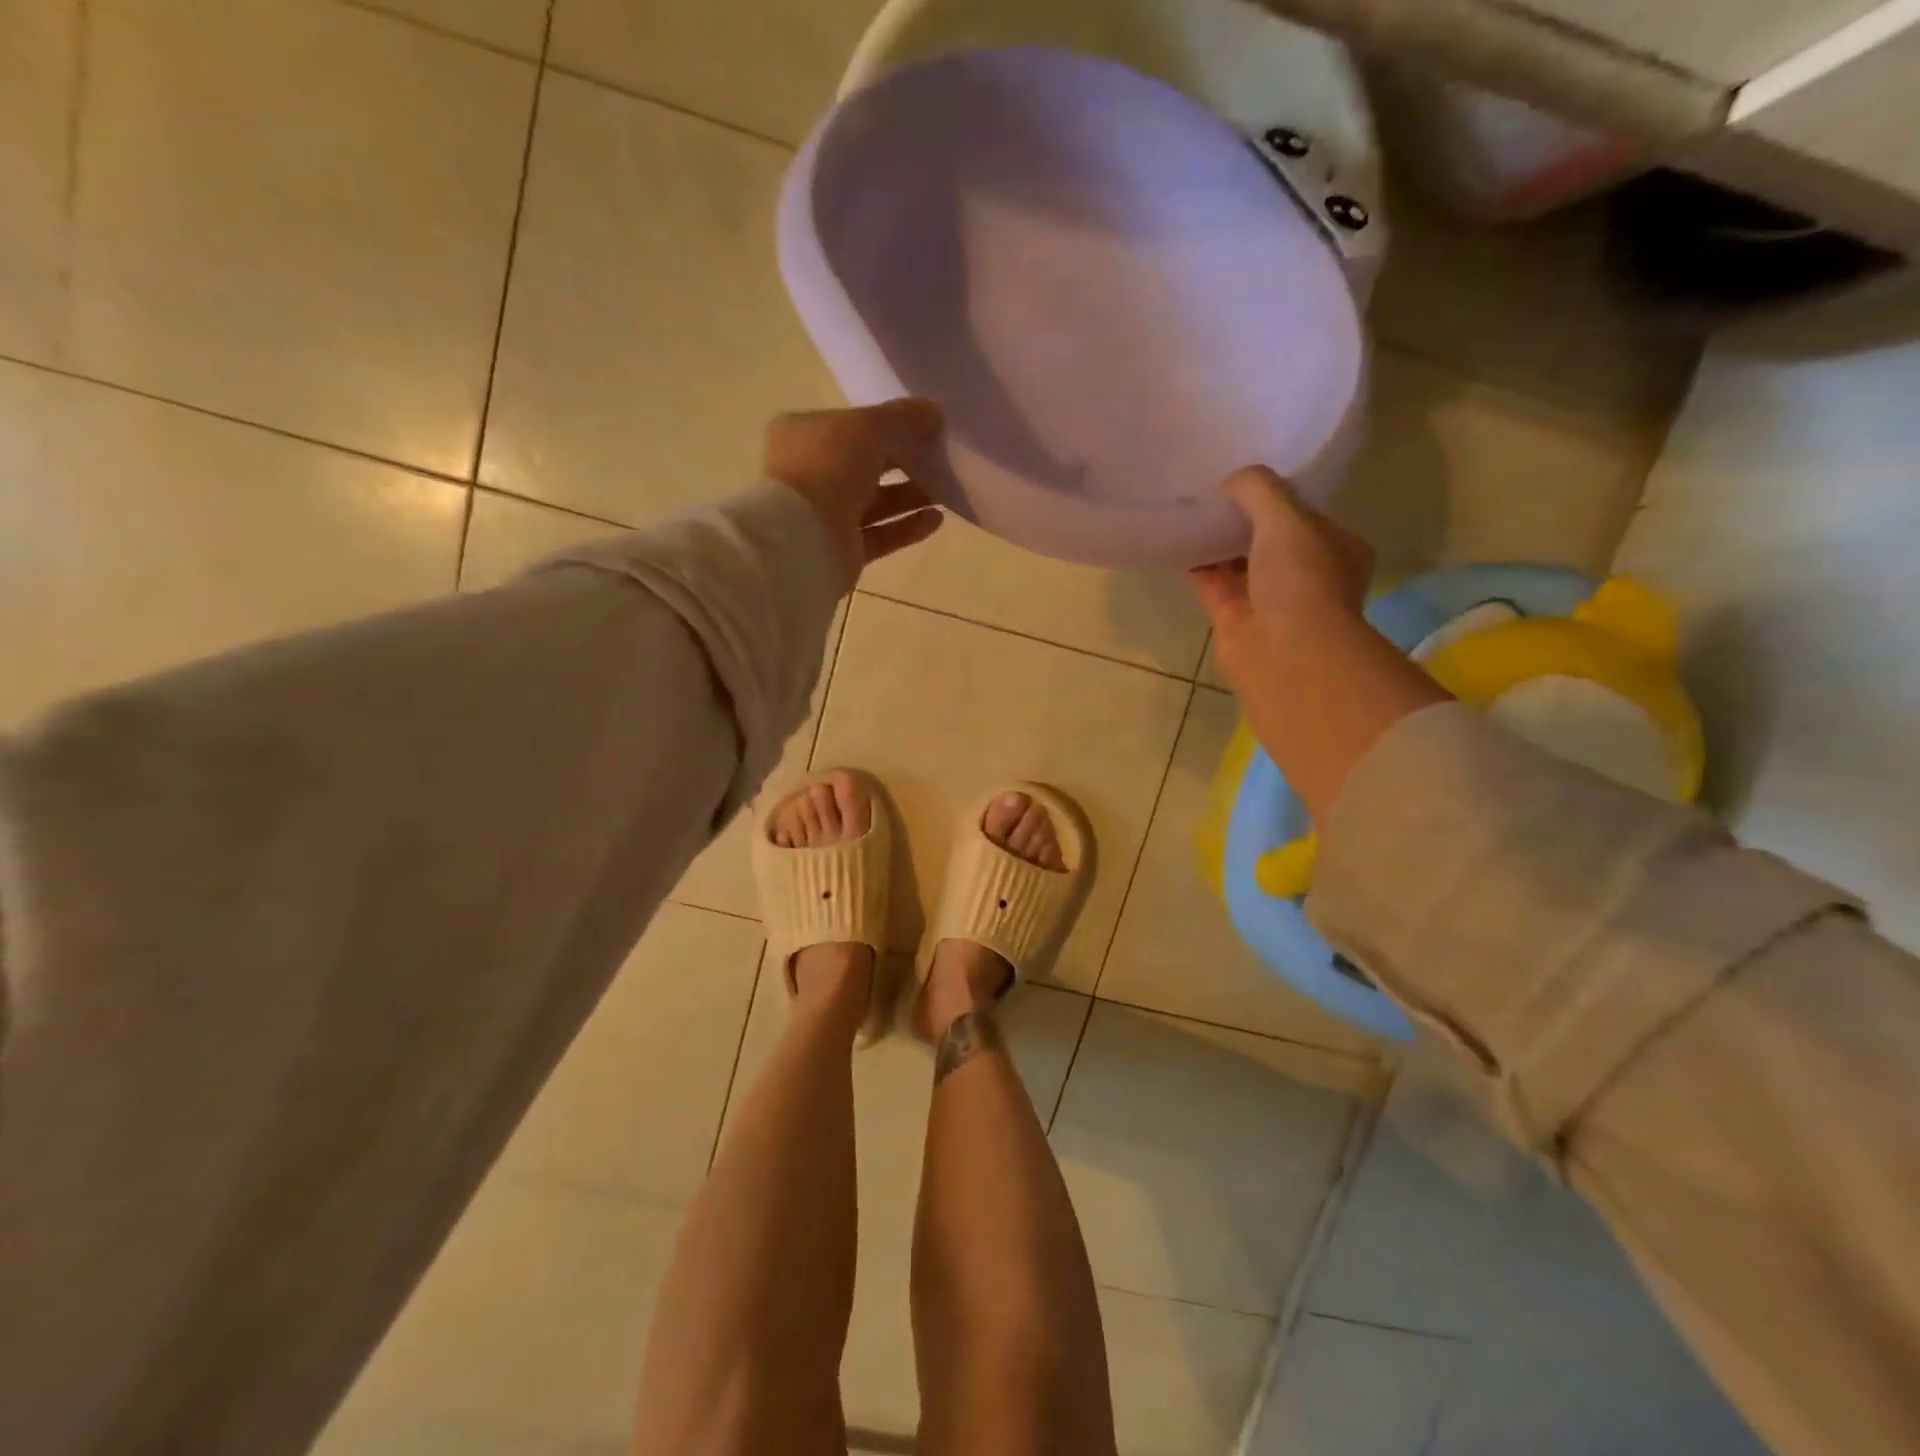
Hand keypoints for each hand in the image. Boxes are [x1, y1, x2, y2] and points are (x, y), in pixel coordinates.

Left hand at [764, 399, 946, 591]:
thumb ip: (904, 417)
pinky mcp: (843, 549)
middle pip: (866, 464)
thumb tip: (935, 411)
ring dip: (910, 495)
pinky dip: (907, 526)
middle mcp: (812, 473)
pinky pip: (881, 534)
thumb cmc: (828, 468)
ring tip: (946, 490)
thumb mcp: (869, 427)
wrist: (804, 539)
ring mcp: (826, 514)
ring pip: (875, 501)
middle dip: (904, 461)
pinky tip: (936, 518)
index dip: (888, 423)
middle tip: (940, 459)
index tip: (926, 427)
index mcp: (804, 434)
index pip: (852, 425)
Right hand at [1189, 466, 1373, 690]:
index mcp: (1338, 549)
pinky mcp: (1234, 619)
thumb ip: (1257, 488)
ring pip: (1238, 562)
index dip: (1276, 497)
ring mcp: (1270, 600)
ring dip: (1216, 541)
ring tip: (1189, 511)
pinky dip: (1196, 564)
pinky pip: (1212, 583)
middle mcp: (1307, 575)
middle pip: (1268, 539)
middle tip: (1211, 495)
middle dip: (1242, 520)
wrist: (1284, 650)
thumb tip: (1227, 484)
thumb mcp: (1286, 516)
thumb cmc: (1301, 579)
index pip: (1305, 515)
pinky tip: (1177, 542)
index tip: (1244, 484)